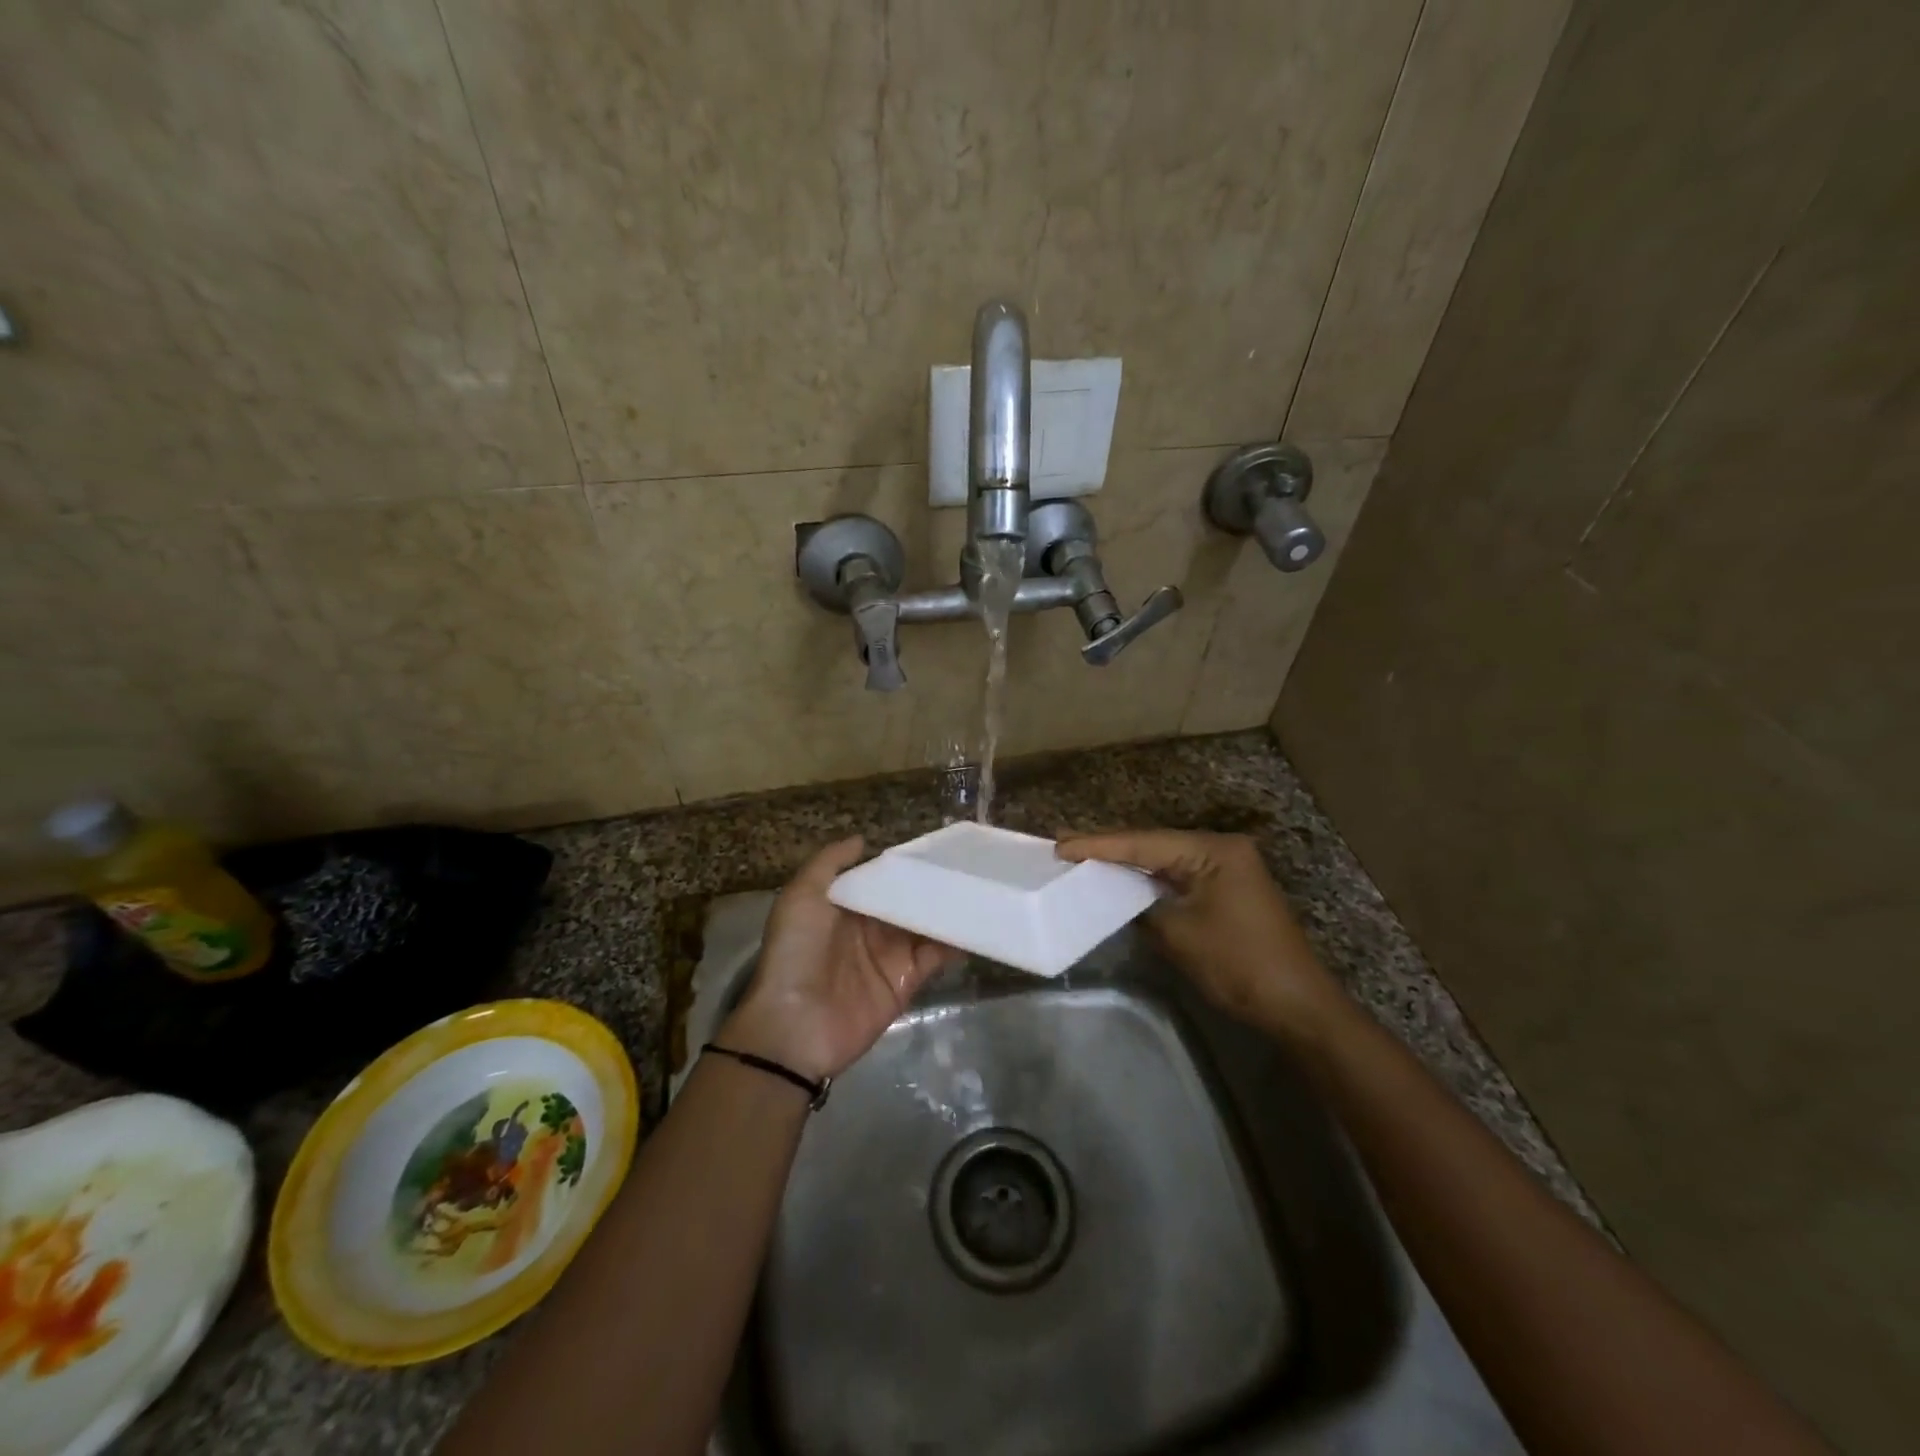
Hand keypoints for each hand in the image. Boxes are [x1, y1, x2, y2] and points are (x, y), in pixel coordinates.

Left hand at [720, 837, 956, 1080]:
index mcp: (843, 906)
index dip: (901, 865)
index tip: (932, 845)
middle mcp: (868, 928)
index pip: (878, 879)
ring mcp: (889, 955)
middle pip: (905, 900)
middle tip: (965, 862)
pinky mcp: (906, 981)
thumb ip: (829, 863)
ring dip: (946, 909)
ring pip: (924, 925)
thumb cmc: (795, 952)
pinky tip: (974, 922)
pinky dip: (954, 941)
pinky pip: (935, 956)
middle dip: (930, 885)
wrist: (795, 1025)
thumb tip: (862, 839)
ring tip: (977, 886)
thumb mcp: (800, 897)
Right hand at [1056, 829, 1346, 1038]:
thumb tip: (1118, 898)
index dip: (1099, 845)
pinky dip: (1148, 879)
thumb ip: (1141, 907)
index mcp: (1213, 850)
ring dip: (1127, 863)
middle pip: (1154, 844)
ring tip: (1081, 856)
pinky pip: (1178, 876)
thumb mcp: (1178, 934)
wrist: (1297, 1005)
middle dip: (1110, 848)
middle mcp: (1221, 849)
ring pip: (1164, 859)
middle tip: (1064, 845)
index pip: (1144, 843)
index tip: (1060, 844)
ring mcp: (1226, 868)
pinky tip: (1120, 879)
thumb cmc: (1238, 965)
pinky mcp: (1226, 889)